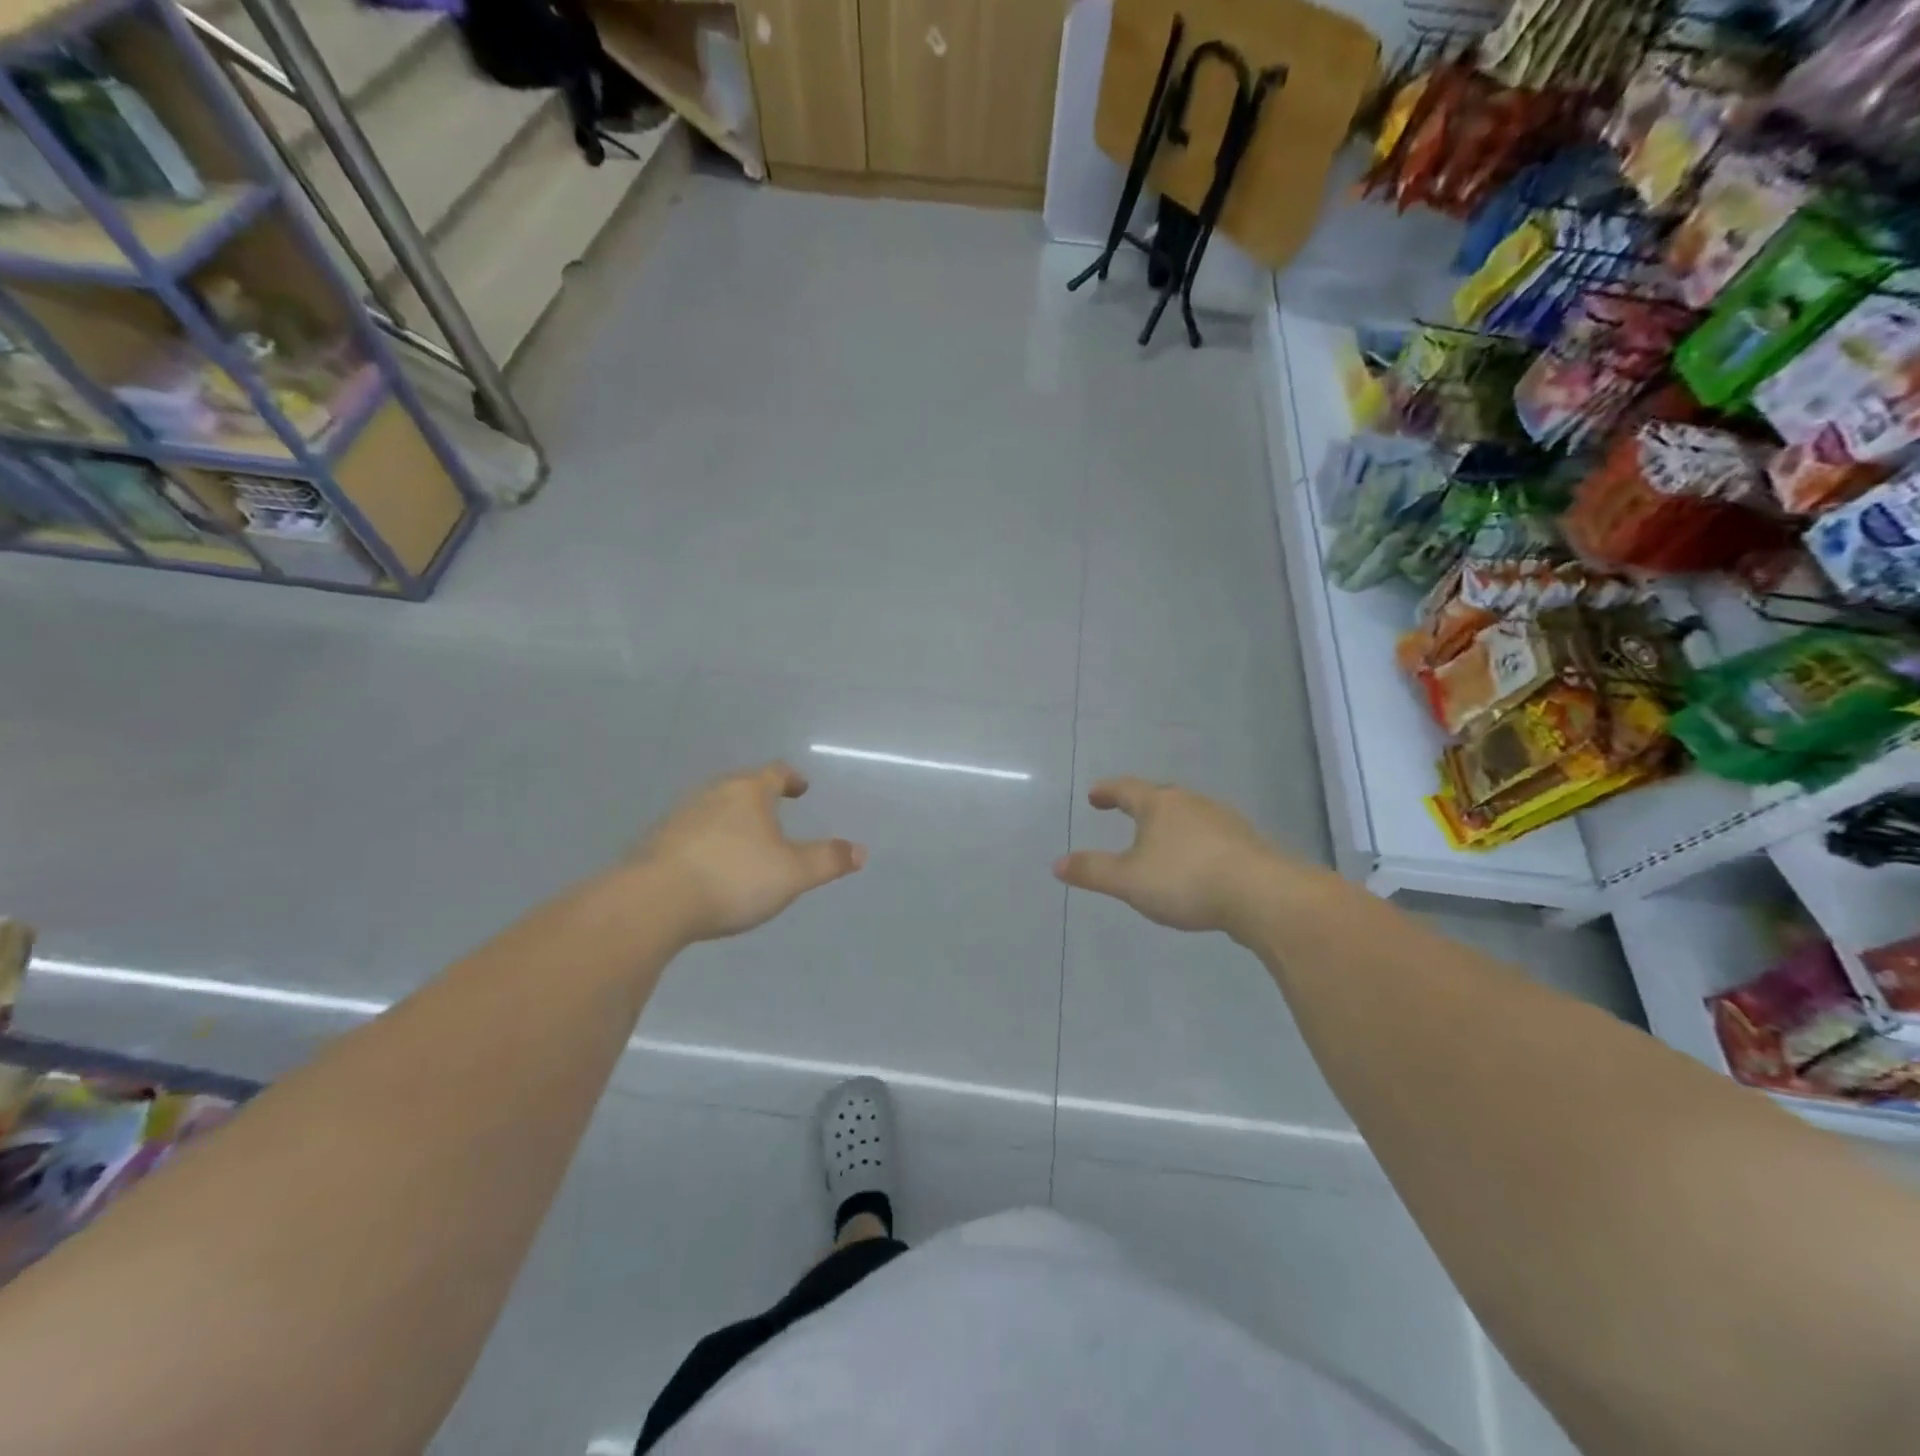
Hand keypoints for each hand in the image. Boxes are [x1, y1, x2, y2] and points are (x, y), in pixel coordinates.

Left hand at [636, 762, 865, 941]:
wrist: (653, 902)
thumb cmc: (733, 878)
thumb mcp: (792, 874)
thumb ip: (827, 861)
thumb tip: (860, 850)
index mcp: (748, 793)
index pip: (775, 774)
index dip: (791, 779)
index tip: (801, 788)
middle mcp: (713, 795)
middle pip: (741, 788)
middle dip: (760, 798)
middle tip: (775, 813)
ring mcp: (680, 817)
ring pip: (714, 809)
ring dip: (732, 820)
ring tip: (745, 842)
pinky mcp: (657, 843)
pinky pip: (692, 834)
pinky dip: (708, 842)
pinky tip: (710, 866)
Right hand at [1053, 778, 1293, 941]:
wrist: (1263, 896)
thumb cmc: (1186, 880)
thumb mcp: (1129, 880)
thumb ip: (1093, 871)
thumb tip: (1057, 863)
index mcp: (1160, 804)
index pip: (1126, 789)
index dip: (1107, 791)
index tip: (1095, 795)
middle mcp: (1191, 803)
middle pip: (1160, 796)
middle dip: (1141, 804)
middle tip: (1126, 811)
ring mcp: (1223, 820)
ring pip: (1188, 814)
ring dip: (1170, 824)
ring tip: (1159, 840)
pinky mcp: (1246, 843)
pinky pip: (1210, 835)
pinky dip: (1194, 842)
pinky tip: (1196, 863)